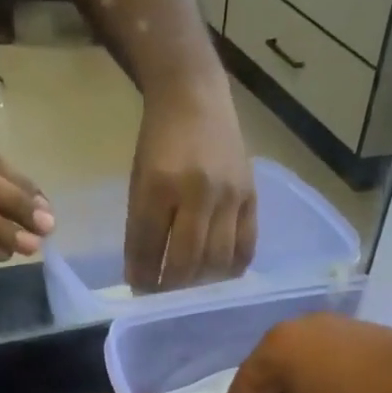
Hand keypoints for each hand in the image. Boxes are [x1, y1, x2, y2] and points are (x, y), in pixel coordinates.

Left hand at [125, 85, 255, 291]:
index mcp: (160, 185)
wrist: (195, 96)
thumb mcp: (140, 180)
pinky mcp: (251, 196)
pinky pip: (246, 246)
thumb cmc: (159, 141)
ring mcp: (229, 195)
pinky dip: (231, 269)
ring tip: (189, 289)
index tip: (139, 291)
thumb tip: (143, 275)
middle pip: (185, 261)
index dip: (142, 276)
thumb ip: (142, 226)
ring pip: (217, 260)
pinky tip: (220, 277)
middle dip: (170, 287)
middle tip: (163, 296)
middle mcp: (198, 191)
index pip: (149, 246)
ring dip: (200, 283)